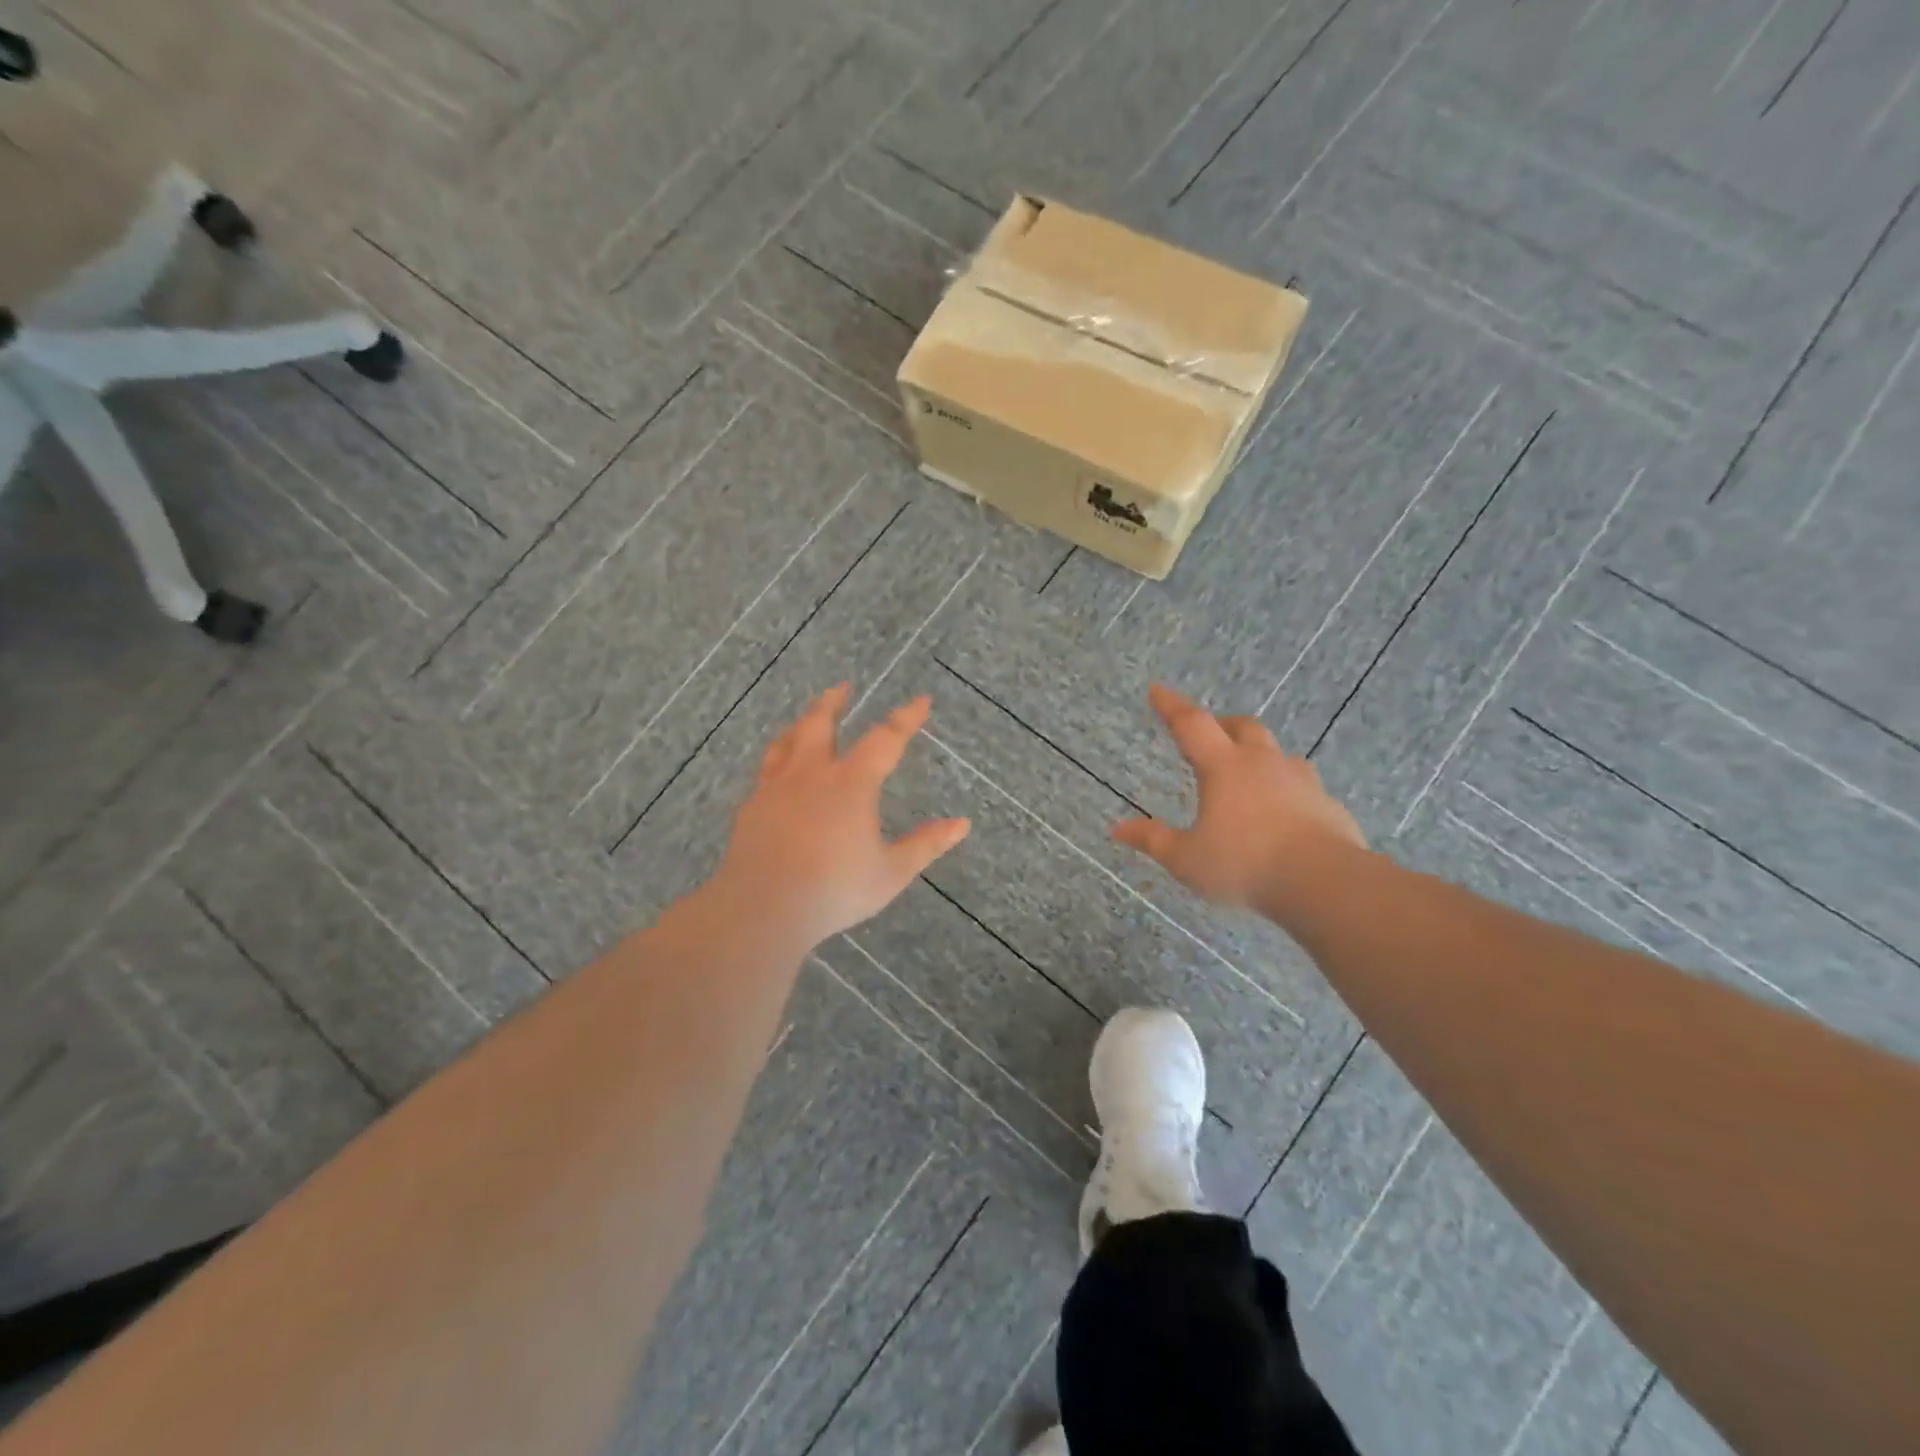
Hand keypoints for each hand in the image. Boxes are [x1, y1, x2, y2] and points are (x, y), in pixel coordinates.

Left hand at [717, 684, 969, 947]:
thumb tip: (962, 824)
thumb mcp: (891, 872)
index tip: (921, 701)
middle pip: (821, 724)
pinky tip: (777, 770)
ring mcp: (776, 788)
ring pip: (787, 741)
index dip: (906, 718)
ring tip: (807, 718)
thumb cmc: (834, 890)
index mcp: (851, 784)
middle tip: (843, 687)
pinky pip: (766, 770)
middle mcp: (812, 774)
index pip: (885, 739)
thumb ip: (926, 845)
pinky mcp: (751, 807)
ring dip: (801, 723)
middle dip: (834, 702)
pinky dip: (777, 757)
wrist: (763, 908)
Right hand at [1113, 684, 1366, 909]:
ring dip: (1260, 756)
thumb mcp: (1187, 859)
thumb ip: (1153, 840)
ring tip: (1250, 775)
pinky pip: (1304, 787)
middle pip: (1243, 727)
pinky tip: (1285, 814)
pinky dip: (1288, 791)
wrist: (1325, 882)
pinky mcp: (1328, 805)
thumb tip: (1118, 828)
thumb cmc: (1244, 865)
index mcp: (1224, 768)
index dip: (1171, 705)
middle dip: (1223, 724)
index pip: (1192, 724)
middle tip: (1211, 732)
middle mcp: (1263, 764)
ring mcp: (1301, 782)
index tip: (1157, 689)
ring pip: (1278, 754)